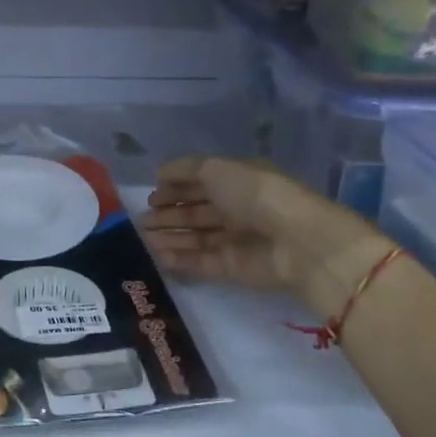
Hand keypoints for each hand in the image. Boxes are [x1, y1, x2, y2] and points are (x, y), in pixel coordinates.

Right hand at [139, 156, 386, 303]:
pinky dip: (178, 259)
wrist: (295, 241)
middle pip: (195, 212)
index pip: (201, 183)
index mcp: (237, 182)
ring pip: (194, 237)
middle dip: (168, 215)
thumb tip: (160, 173)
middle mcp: (236, 210)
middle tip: (140, 221)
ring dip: (169, 237)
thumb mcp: (218, 169)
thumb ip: (186, 169)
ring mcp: (234, 240)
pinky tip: (155, 255)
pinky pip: (199, 261)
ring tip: (141, 238)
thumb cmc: (256, 194)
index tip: (150, 196)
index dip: (175, 188)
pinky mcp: (231, 268)